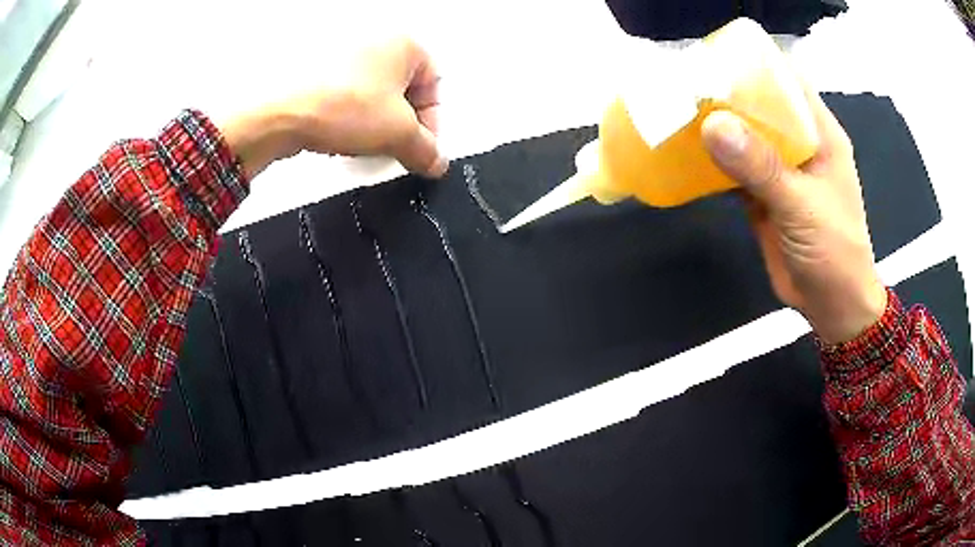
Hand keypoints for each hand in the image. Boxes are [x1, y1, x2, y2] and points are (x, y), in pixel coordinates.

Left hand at [220, 37, 446, 179]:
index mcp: (405, 44)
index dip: (432, 124)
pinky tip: (342, 136)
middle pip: (404, 91)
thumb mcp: (398, 133)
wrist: (280, 112)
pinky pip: (348, 96)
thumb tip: (435, 162)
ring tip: (364, 144)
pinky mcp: (319, 71)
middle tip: (395, 149)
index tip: (422, 150)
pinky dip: (351, 118)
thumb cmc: (340, 106)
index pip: (434, 87)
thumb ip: (426, 150)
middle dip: (402, 125)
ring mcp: (344, 54)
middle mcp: (376, 42)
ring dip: (376, 124)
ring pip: (375, 95)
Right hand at [701, 86, 886, 343]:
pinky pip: (734, 167)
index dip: (754, 64)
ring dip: (715, 126)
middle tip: (683, 85)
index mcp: (819, 133)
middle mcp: (799, 143)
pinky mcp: (763, 193)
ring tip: (676, 113)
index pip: (786, 81)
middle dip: (725, 93)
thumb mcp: (802, 206)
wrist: (831, 306)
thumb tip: (712, 125)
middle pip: (760, 105)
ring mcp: (780, 168)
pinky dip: (712, 160)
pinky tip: (686, 153)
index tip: (714, 58)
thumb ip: (762, 167)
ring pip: (744, 135)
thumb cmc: (834, 253)